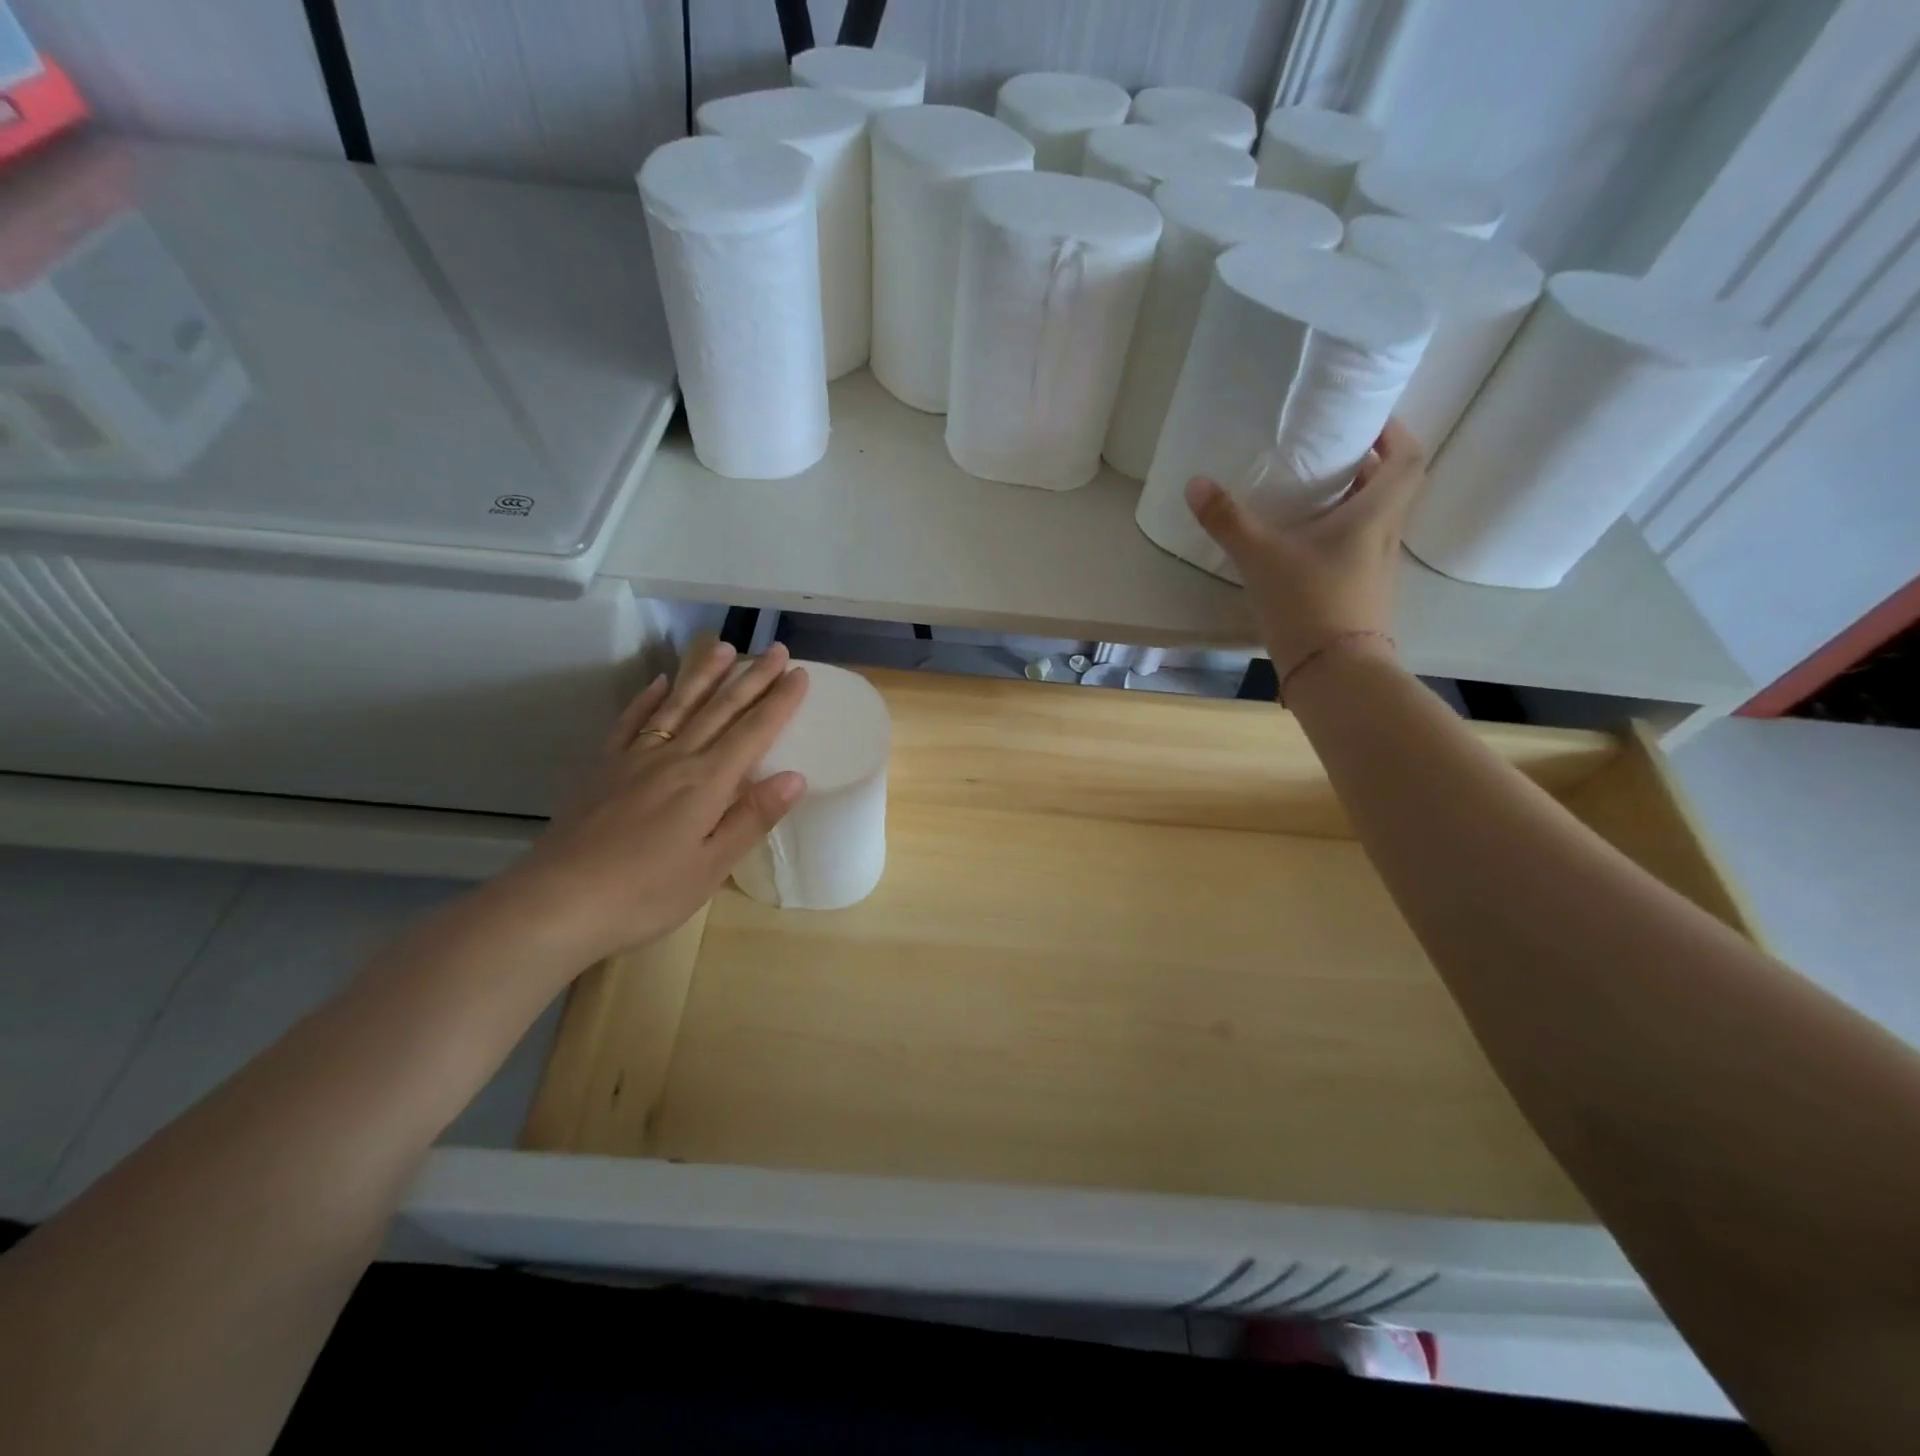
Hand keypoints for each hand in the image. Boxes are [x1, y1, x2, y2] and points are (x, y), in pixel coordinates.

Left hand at [491, 642, 808, 968]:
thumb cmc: (645, 894)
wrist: (557, 902)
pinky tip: (660, 683)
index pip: (753, 732)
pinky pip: (631, 722)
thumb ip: (752, 817)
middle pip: (720, 710)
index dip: (779, 702)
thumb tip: (795, 777)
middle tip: (777, 650)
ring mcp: (634, 759)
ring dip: (704, 674)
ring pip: (678, 706)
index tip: (801, 674)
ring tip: (725, 648)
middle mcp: (674, 759)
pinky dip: (648, 699)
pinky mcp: (603, 768)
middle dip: (752, 678)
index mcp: (707, 783)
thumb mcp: (711, 866)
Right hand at [1185, 419, 1426, 680]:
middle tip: (1325, 452)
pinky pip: (1357, 548)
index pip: (1407, 458)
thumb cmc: (1308, 602)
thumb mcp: (1261, 557)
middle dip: (1365, 464)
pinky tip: (1302, 543)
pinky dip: (1338, 534)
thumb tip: (1196, 482)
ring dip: (1351, 500)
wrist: (1334, 673)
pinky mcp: (1361, 592)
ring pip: (1374, 519)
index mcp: (1374, 514)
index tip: (1364, 421)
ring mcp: (1376, 567)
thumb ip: (1228, 520)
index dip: (1394, 432)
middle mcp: (1385, 535)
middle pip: (1391, 486)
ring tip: (1309, 492)